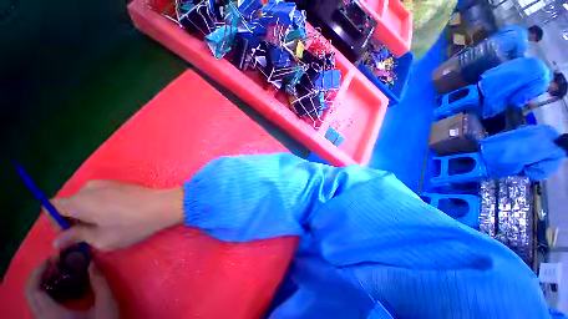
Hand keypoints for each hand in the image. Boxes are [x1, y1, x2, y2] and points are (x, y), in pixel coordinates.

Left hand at [26, 258, 117, 318]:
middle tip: (55, 262)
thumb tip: (93, 262)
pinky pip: (40, 303)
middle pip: (30, 292)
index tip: (52, 258)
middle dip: (39, 274)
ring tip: (57, 271)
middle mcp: (43, 318)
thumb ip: (99, 283)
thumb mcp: (106, 304)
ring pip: (34, 298)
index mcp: (52, 314)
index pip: (33, 290)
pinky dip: (45, 291)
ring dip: (42, 281)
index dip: (38, 271)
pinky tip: (58, 286)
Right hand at [52, 180, 183, 250]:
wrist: (164, 205)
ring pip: (84, 200)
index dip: (54, 221)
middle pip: (69, 203)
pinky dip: (98, 206)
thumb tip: (57, 240)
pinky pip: (99, 195)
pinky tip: (115, 216)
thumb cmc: (133, 225)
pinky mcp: (119, 184)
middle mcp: (89, 187)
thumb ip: (77, 237)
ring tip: (103, 227)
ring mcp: (106, 183)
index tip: (67, 234)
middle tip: (87, 235)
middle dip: (72, 220)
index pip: (52, 206)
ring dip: (86, 213)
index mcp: (80, 200)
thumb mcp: (102, 238)